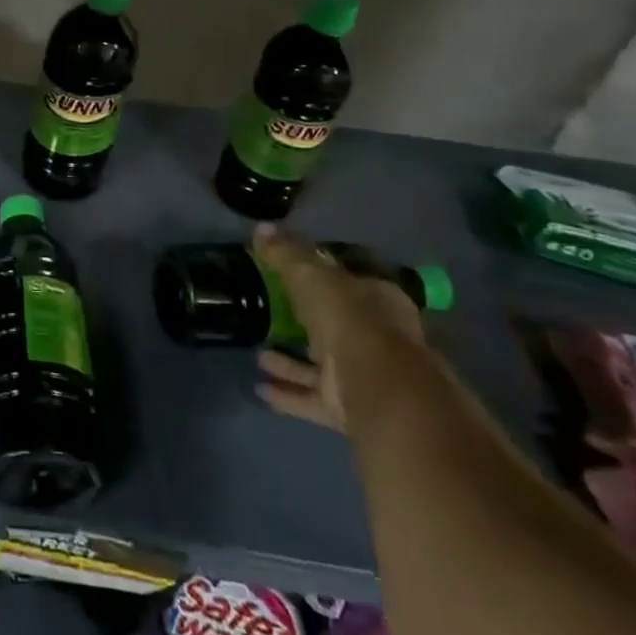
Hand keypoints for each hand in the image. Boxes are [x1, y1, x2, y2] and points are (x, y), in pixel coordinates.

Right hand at [252, 227, 427, 431]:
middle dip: (306, 323)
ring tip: (257, 353)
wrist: (377, 387)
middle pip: (336, 324)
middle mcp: (376, 337)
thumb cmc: (349, 318)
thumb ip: (285, 254)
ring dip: (290, 361)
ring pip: (321, 364)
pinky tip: (260, 388)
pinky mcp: (348, 407)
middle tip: (273, 315)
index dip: (324, 276)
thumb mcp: (311, 275)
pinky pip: (311, 396)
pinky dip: (287, 393)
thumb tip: (260, 228)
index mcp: (378, 299)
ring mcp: (363, 375)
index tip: (293, 274)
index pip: (350, 281)